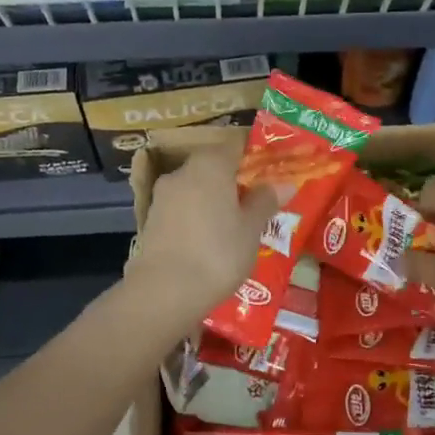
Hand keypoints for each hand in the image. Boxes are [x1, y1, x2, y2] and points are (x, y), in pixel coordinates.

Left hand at [125, 145, 279, 323]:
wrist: (164, 291)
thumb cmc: (218, 253)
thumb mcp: (251, 229)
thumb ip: (265, 201)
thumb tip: (282, 183)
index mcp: (210, 165)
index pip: (235, 144)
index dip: (254, 154)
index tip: (271, 170)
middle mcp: (182, 172)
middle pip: (213, 166)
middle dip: (233, 180)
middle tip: (256, 201)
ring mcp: (163, 196)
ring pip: (196, 188)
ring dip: (214, 200)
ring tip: (234, 225)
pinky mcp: (151, 220)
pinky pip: (182, 209)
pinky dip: (197, 216)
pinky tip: (209, 240)